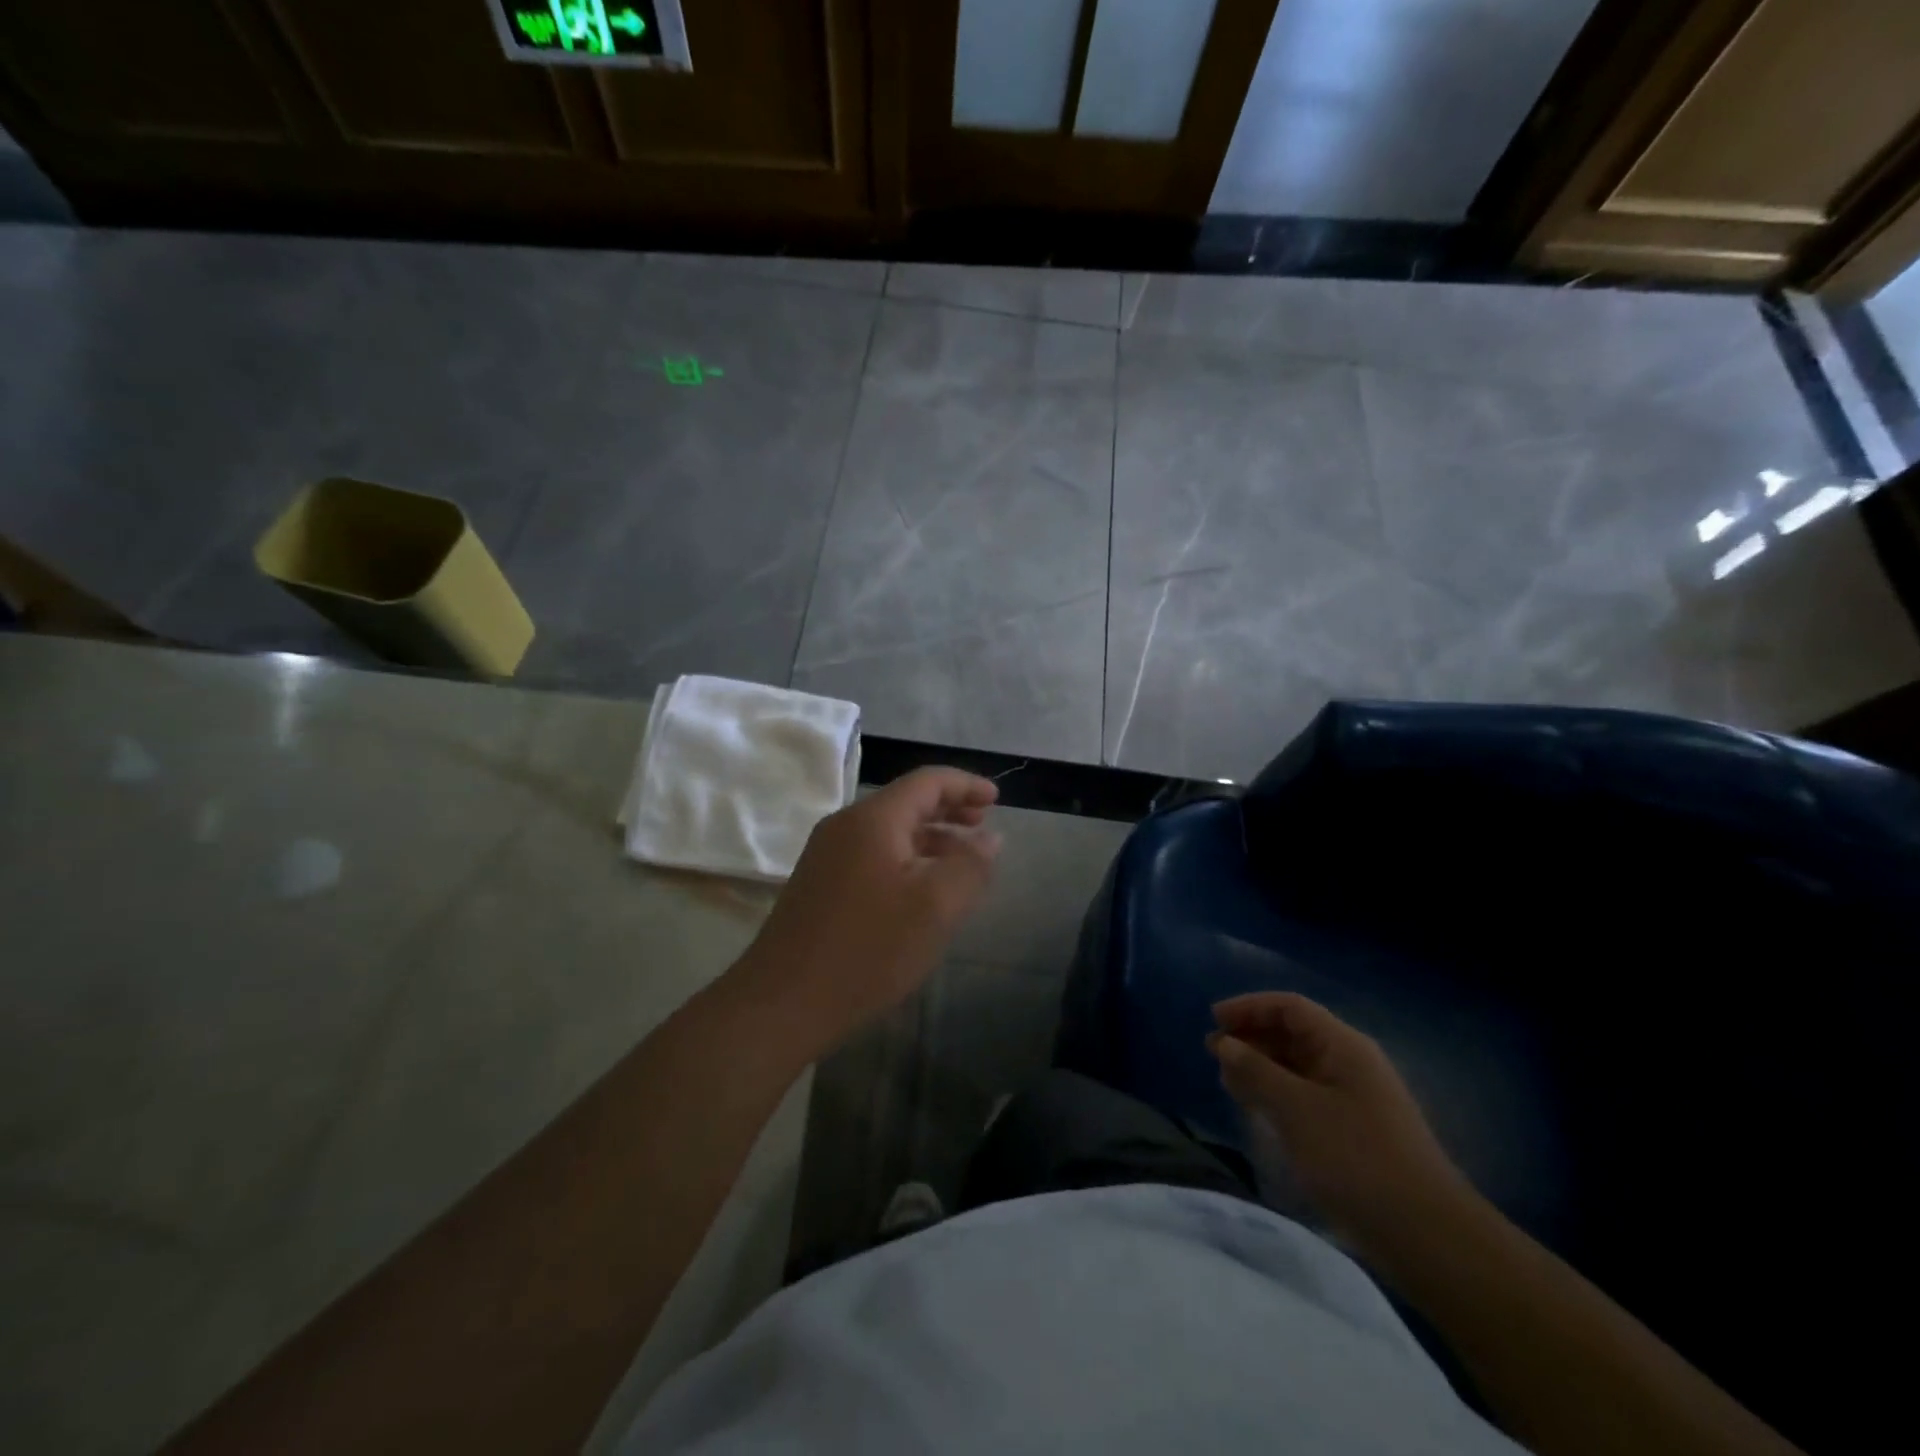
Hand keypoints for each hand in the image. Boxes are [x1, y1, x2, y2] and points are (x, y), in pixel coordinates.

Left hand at [742, 767, 1000, 1048]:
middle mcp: (844, 826)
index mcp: (872, 819)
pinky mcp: (818, 885)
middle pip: (905, 802)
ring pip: (889, 832)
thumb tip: (989, 838)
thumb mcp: (936, 907)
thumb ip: (970, 865)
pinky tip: (920, 891)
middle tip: (983, 826)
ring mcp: (826, 856)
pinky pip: (872, 856)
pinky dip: (906, 860)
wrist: (782, 1004)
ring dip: (929, 839)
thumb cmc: (867, 949)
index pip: (926, 781)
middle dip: (949, 810)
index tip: (997, 799)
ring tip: (961, 862)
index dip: (966, 785)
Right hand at [1209, 993, 1470, 1251]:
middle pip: (1294, 1033)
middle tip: (1215, 1055)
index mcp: (1343, 1046)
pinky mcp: (1354, 1131)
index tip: (1213, 1020)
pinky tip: (1258, 1111)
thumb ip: (1255, 1071)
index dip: (1249, 1007)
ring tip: (1229, 1083)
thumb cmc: (1357, 1159)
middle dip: (1252, 1038)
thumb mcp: (1296, 1110)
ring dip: (1262, 1068)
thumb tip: (1225, 1043)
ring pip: (1298, 1067)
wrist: (1427, 1236)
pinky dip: (1277, 1095)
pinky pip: (1307, 1096)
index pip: (1290, 1007)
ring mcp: (1355, 1098)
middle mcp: (1350, 1063)